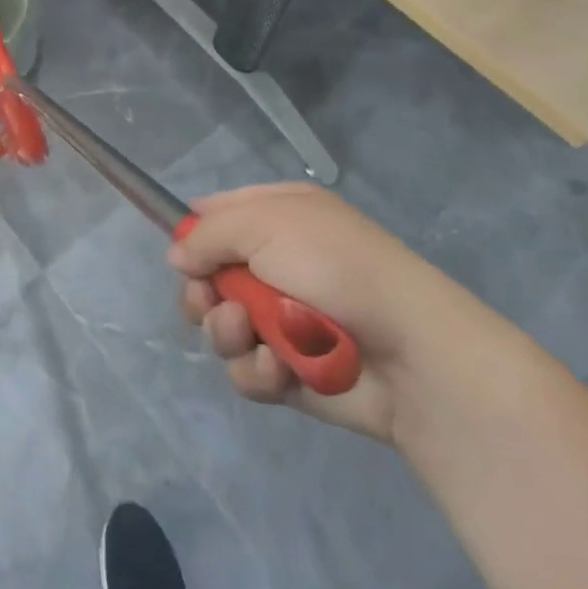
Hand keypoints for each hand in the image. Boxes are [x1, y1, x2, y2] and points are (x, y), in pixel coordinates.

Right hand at [169, 182, 474, 442]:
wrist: (411, 355)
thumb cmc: (335, 267)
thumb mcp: (264, 223)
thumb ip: (207, 234)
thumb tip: (176, 256)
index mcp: (277, 217)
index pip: (216, 216)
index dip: (193, 234)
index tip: (183, 254)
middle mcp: (276, 264)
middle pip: (208, 276)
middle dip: (202, 291)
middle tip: (212, 299)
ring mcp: (282, 320)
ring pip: (221, 325)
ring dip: (226, 331)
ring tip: (250, 334)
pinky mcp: (289, 372)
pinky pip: (247, 370)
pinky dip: (257, 371)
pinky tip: (278, 370)